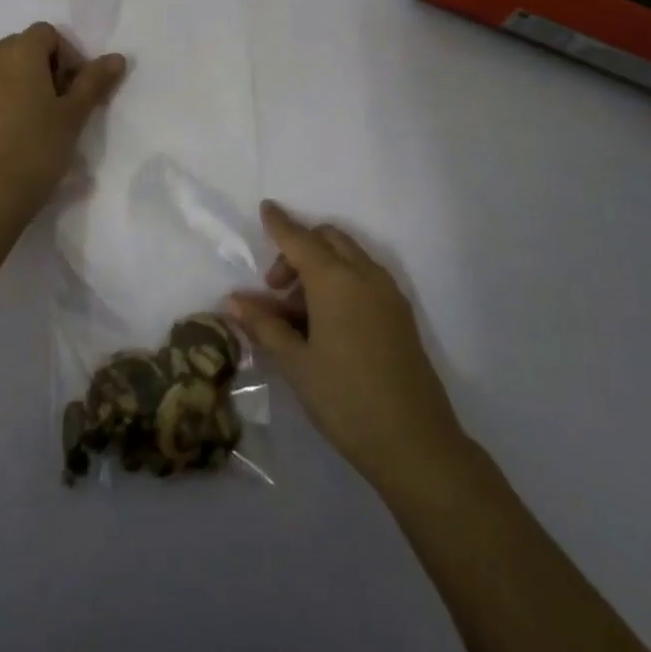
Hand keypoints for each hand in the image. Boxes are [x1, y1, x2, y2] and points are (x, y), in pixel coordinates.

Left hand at [0, 22, 127, 216]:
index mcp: (22, 53)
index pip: (46, 34)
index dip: (64, 56)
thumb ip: (94, 81)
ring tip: (13, 108)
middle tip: (49, 102)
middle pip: (14, 45)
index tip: (71, 88)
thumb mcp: (75, 115)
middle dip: (34, 65)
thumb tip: (116, 57)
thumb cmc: (40, 149)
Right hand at [229, 200, 464, 490]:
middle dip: (299, 249)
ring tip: (298, 314)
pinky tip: (327, 322)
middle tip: (276, 289)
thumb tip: (234, 300)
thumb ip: (264, 325)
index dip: (280, 223)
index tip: (266, 207)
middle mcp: (365, 275)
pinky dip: (342, 280)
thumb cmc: (345, 400)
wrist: (416, 443)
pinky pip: (365, 277)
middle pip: (328, 239)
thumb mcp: (296, 363)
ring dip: (321, 266)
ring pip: (349, 257)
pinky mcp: (401, 314)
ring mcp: (388, 293)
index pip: (299, 239)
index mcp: (335, 280)